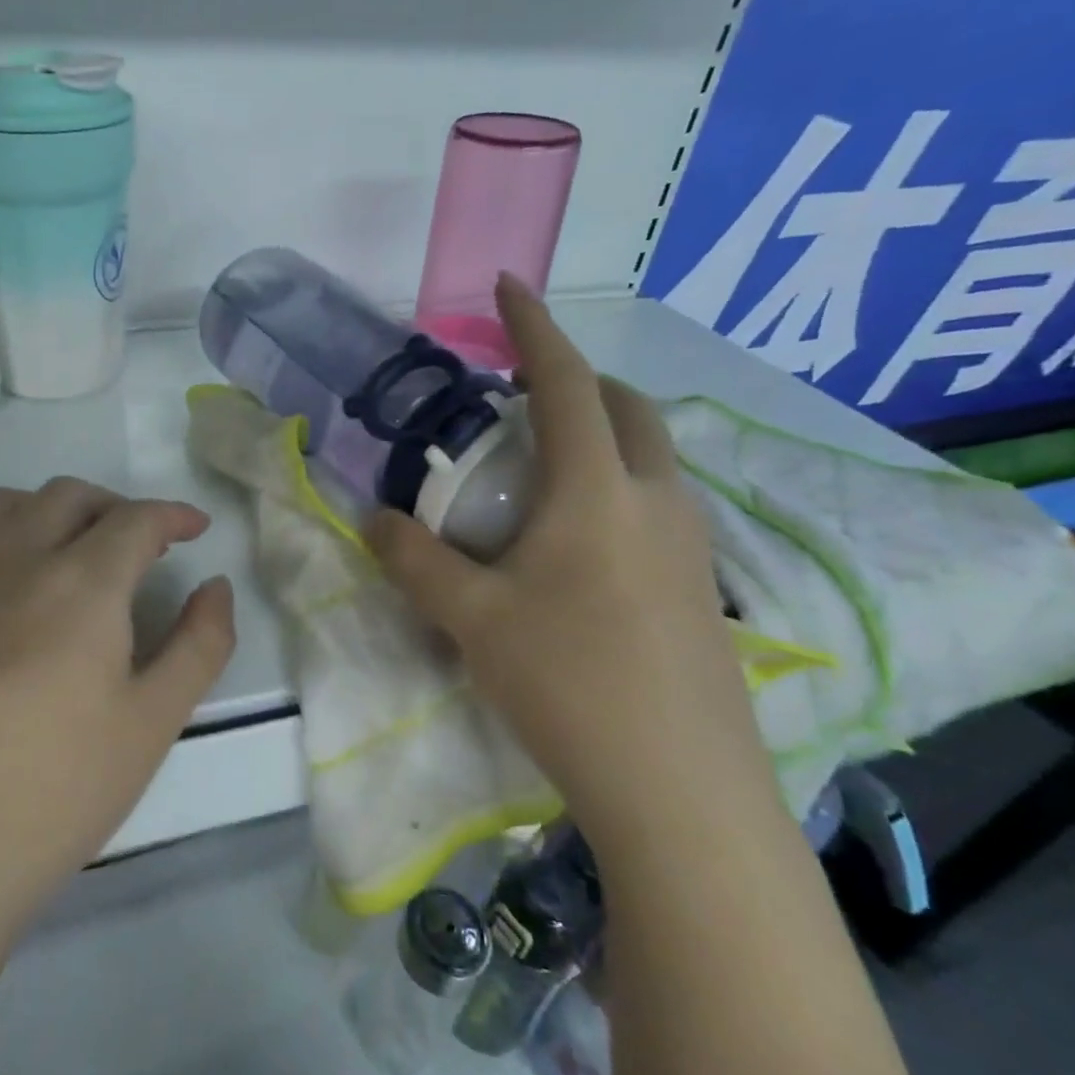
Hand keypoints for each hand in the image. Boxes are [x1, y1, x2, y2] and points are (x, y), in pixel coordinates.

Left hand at [0, 478, 235, 928]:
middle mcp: (14, 560)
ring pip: (9, 504)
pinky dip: (1, 534)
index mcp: (79, 583)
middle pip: (69, 497)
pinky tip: (10, 582)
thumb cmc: (55, 790)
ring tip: (76, 551)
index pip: (135, 520)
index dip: (173, 515)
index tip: (195, 528)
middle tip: (144, 545)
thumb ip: (199, 644)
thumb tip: (215, 587)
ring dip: (55, 510)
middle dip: (117, 507)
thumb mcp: (153, 722)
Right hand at [369, 277, 780, 854]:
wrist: (679, 789)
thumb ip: (414, 560)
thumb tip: (372, 518)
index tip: (508, 285)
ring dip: (604, 433)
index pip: (563, 382)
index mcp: (596, 490)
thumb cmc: (568, 684)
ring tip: (546, 465)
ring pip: (652, 456)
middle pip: (627, 408)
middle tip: (521, 394)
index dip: (533, 327)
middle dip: (577, 380)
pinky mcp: (702, 586)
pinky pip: (660, 503)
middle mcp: (654, 500)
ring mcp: (690, 544)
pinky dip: (620, 484)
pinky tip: (581, 538)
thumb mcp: (470, 619)